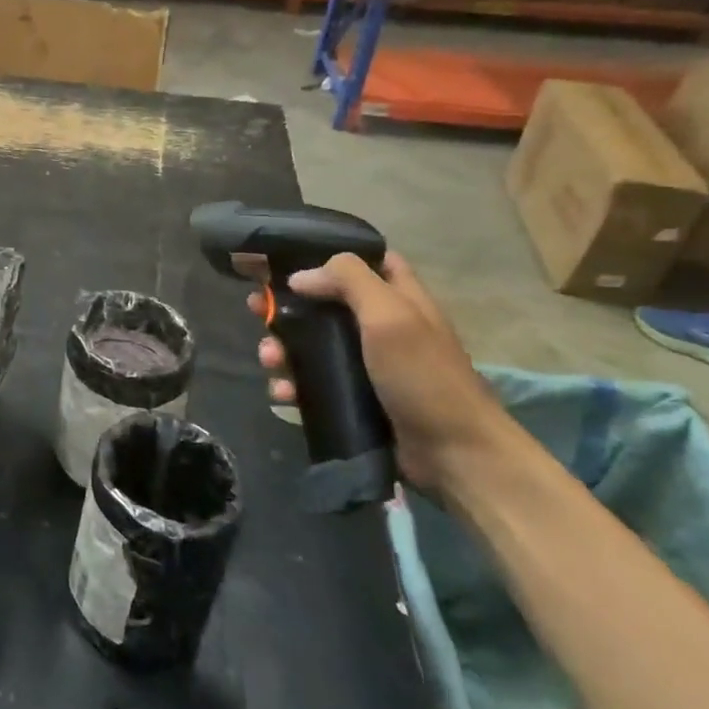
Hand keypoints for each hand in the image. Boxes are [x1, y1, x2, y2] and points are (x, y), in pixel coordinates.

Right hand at [250, 252, 525, 499]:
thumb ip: (348, 281)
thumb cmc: (424, 376)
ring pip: (310, 344)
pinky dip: (291, 384)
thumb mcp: (391, 315)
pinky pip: (311, 382)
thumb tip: (299, 276)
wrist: (453, 455)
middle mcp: (380, 326)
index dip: (326, 253)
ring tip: (269, 360)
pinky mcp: (352, 398)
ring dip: (281, 348)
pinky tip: (282, 392)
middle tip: (255, 308)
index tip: (283, 256)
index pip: (363, 260)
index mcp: (397, 297)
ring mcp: (365, 365)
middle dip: (286, 306)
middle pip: (323, 302)